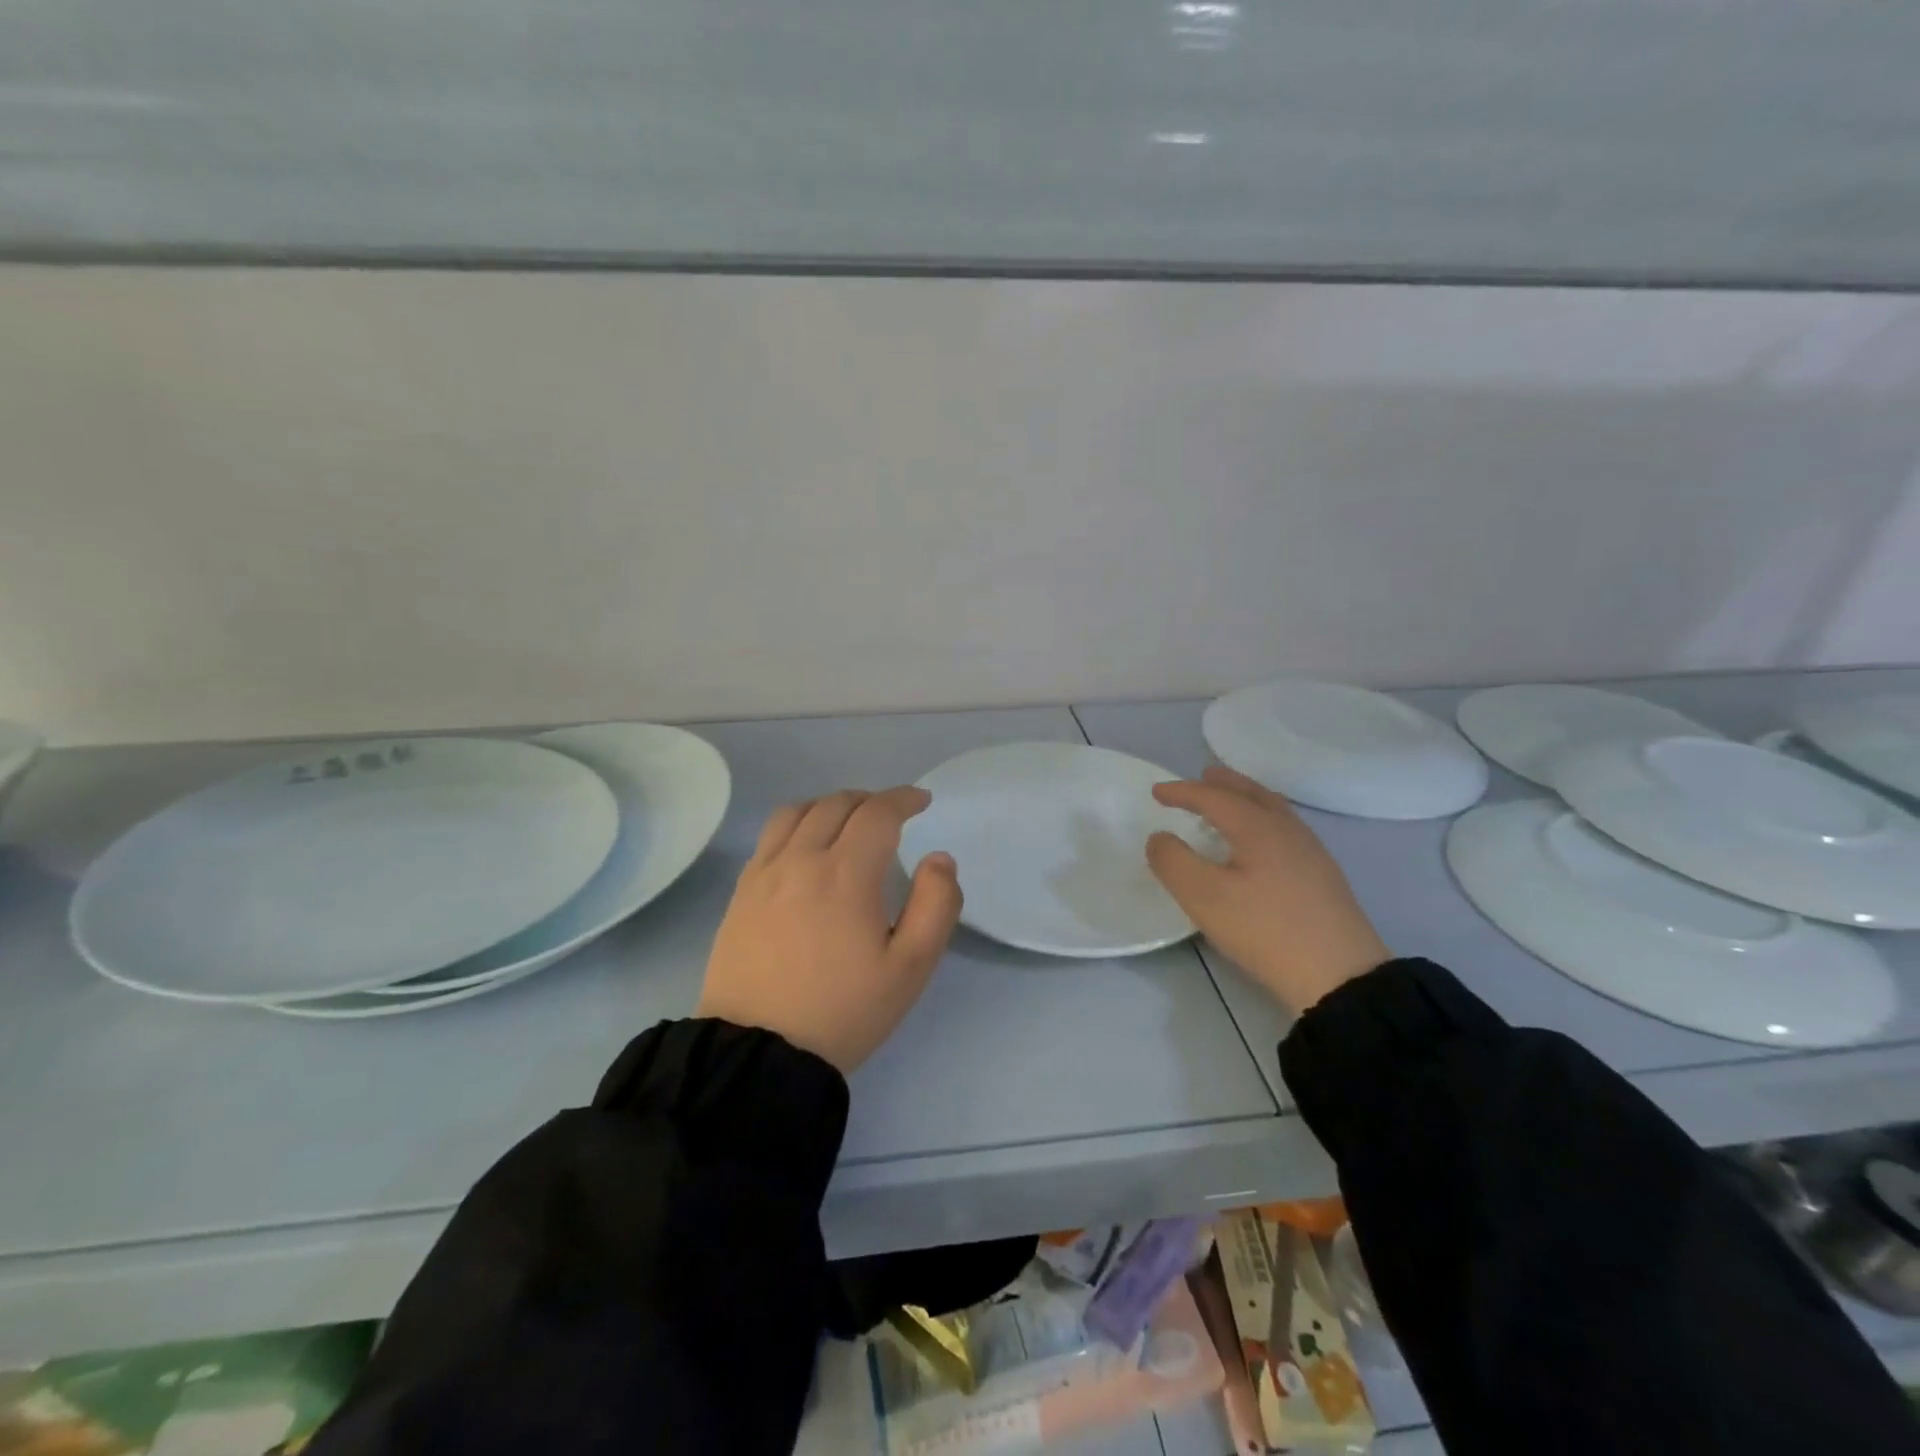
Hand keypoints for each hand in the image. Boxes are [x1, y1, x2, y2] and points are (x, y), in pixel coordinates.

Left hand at [696, 786, 962, 1073]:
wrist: (759, 1053)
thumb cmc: (844, 1011)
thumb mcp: (910, 968)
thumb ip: (936, 905)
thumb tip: (939, 859)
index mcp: (846, 873)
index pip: (878, 813)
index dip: (903, 799)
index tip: (921, 801)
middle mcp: (801, 859)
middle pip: (836, 804)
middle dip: (870, 800)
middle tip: (890, 814)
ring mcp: (765, 874)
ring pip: (796, 812)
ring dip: (829, 805)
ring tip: (846, 821)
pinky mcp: (741, 893)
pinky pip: (769, 836)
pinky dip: (796, 824)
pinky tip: (805, 847)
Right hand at [1146, 766, 1388, 1014]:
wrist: (1340, 975)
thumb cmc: (1264, 929)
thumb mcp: (1203, 897)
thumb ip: (1173, 861)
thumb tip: (1160, 837)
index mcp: (1257, 826)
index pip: (1214, 797)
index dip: (1182, 791)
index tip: (1156, 792)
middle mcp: (1286, 828)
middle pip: (1251, 792)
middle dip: (1223, 783)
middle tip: (1201, 777)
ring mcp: (1310, 850)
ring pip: (1273, 808)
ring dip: (1246, 798)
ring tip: (1229, 803)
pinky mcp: (1322, 874)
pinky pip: (1285, 827)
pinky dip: (1262, 818)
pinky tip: (1260, 842)